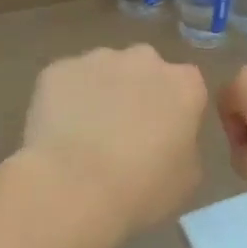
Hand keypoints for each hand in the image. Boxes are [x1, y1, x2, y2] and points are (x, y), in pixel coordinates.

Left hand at [21, 45, 207, 235]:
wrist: (72, 187)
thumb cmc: (140, 188)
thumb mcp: (186, 178)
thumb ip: (184, 145)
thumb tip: (170, 140)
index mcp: (184, 85)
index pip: (188, 86)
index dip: (175, 110)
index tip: (165, 135)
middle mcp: (144, 60)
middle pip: (145, 69)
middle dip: (138, 92)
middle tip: (125, 132)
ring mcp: (97, 59)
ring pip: (104, 70)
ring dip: (101, 92)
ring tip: (86, 134)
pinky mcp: (58, 69)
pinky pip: (67, 81)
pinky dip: (64, 99)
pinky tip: (58, 132)